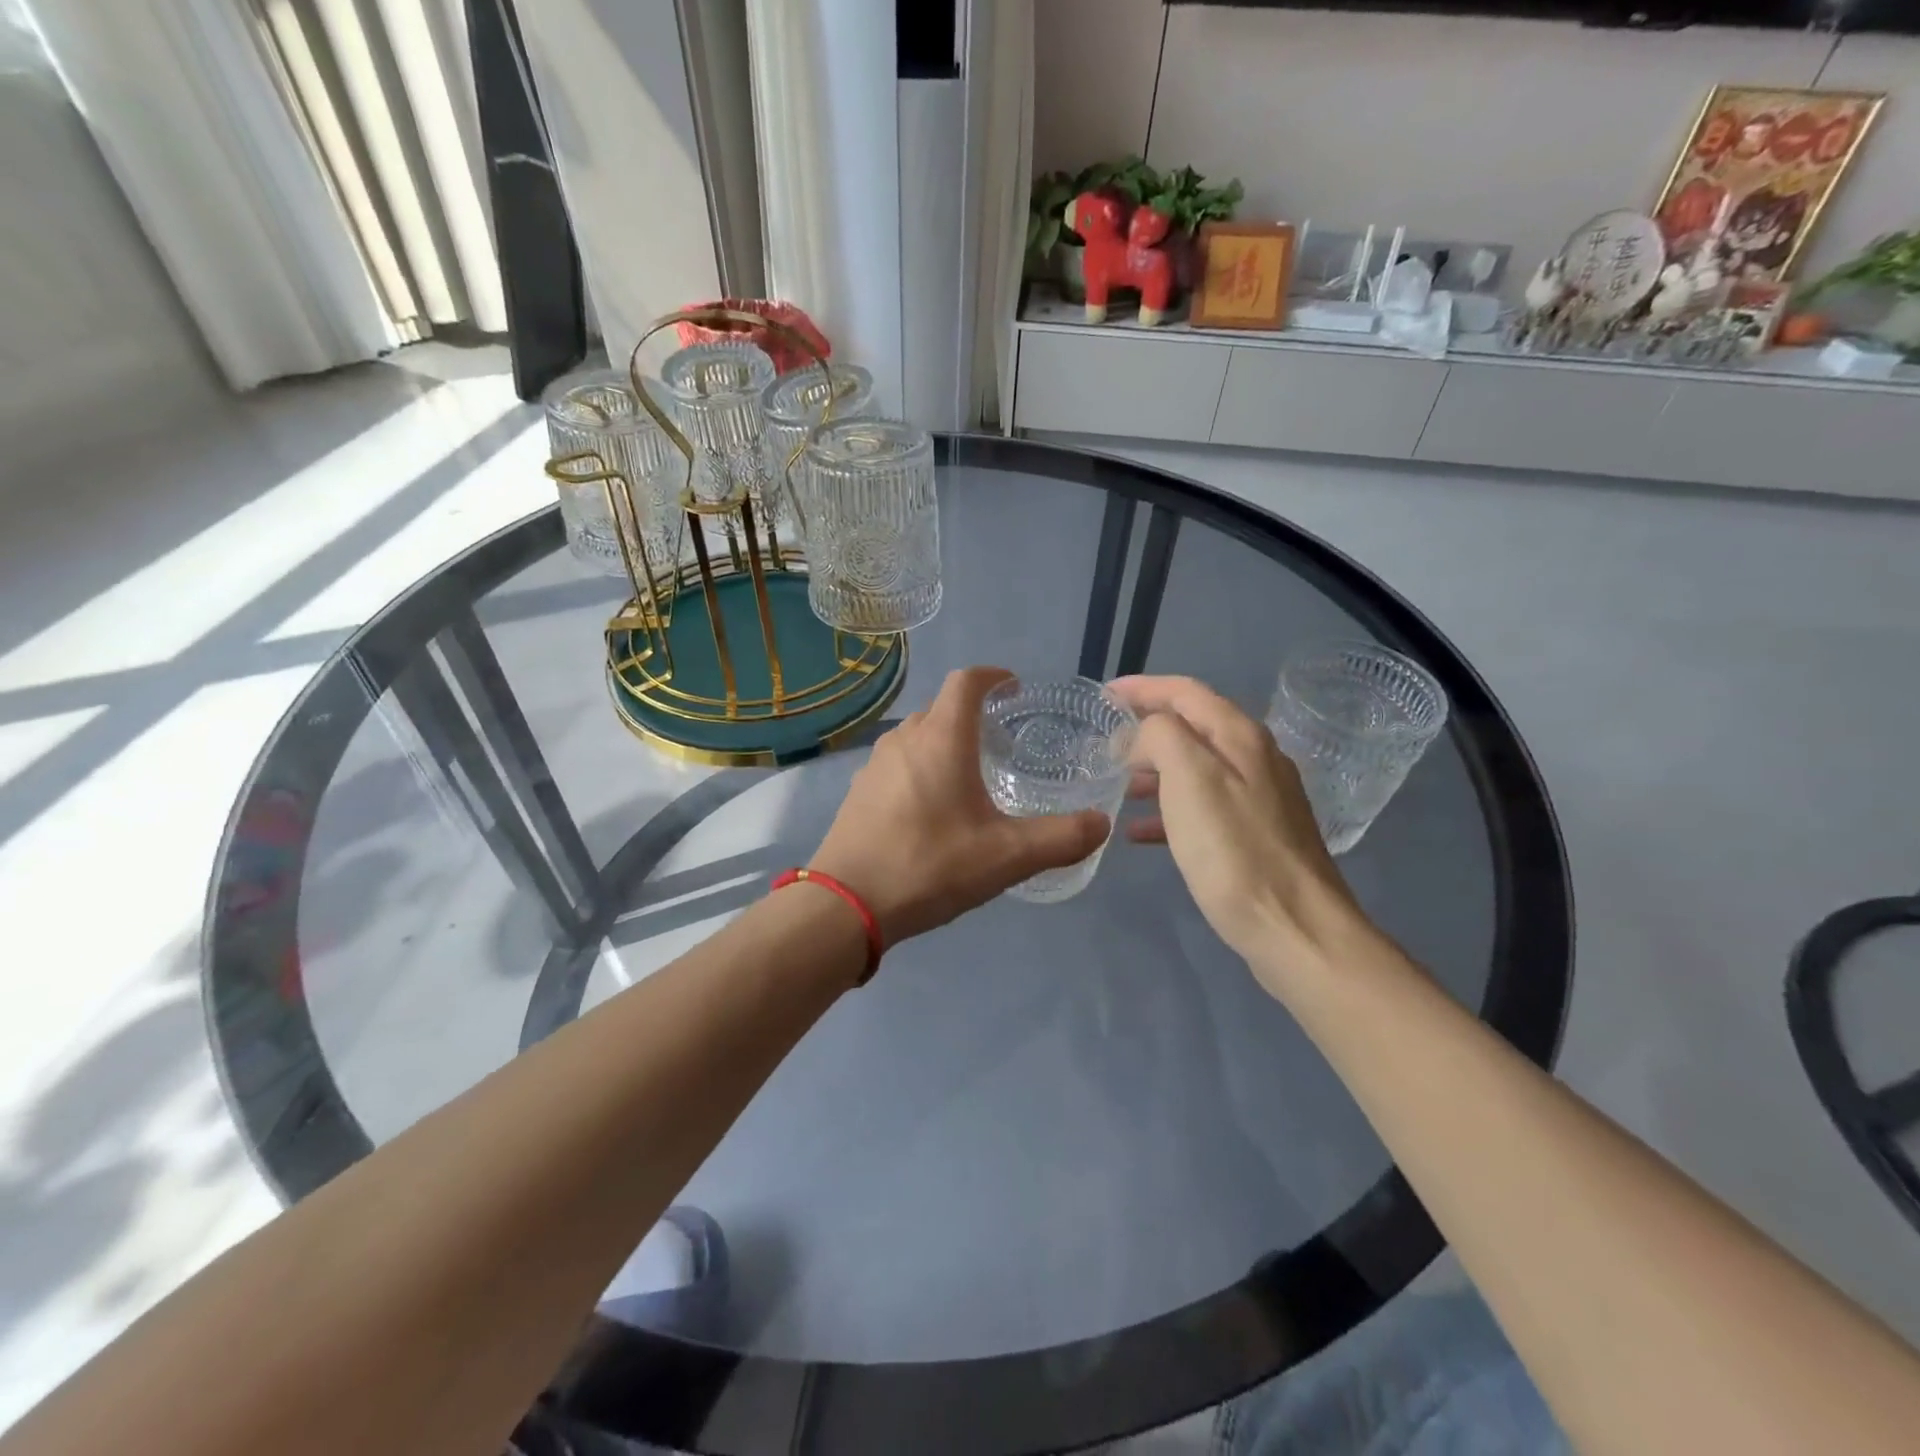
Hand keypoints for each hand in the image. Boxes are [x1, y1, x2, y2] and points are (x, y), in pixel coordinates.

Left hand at [809, 667, 1111, 945]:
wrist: (845, 904)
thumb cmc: (929, 866)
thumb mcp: (1007, 857)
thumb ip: (1060, 838)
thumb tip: (1101, 824)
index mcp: (941, 739)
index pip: (966, 681)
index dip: (993, 676)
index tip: (1013, 688)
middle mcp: (905, 739)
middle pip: (942, 707)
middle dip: (973, 712)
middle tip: (1002, 739)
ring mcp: (875, 764)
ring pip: (917, 735)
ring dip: (945, 740)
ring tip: (971, 772)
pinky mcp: (859, 791)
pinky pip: (898, 762)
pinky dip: (922, 766)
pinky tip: (933, 806)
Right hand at [1107, 675, 1362, 982]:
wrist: (1295, 927)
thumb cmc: (1234, 850)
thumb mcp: (1189, 778)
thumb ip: (1161, 737)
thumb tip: (1146, 736)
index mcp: (1239, 736)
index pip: (1185, 691)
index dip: (1142, 688)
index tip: (1104, 695)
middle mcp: (1255, 758)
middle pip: (1193, 727)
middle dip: (1147, 729)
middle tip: (1106, 745)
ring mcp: (1261, 798)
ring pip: (1196, 768)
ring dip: (1155, 770)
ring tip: (1118, 786)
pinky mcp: (1257, 835)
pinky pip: (1203, 807)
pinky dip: (1169, 809)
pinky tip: (1142, 831)